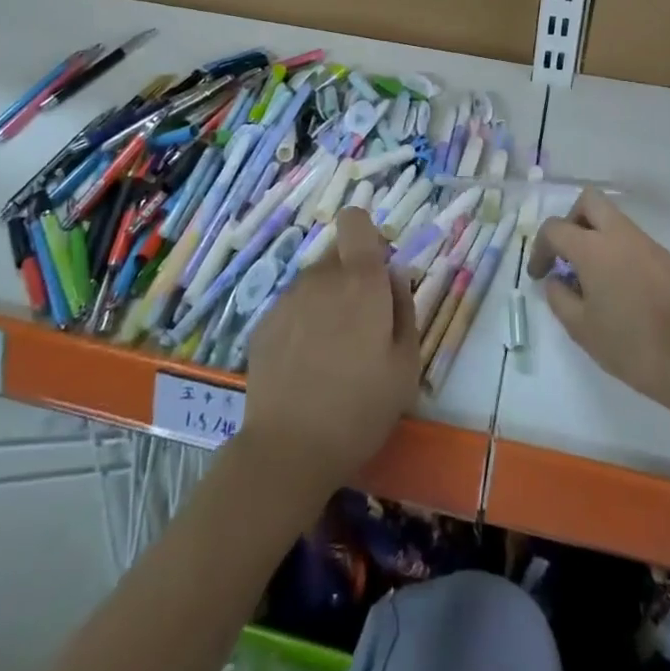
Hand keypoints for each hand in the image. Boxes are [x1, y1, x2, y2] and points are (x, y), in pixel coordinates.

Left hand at [242, 208, 419, 491]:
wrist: (288, 450)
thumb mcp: (406, 365)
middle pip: (337, 254)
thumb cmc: (361, 408)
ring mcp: (287, 299)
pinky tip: (303, 366)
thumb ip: (405, 308)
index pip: (355, 220)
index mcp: (361, 280)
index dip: (366, 237)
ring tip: (330, 353)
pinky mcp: (263, 323)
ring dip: (325, 301)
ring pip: (314, 282)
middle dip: (351, 277)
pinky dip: (300, 324)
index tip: (375, 271)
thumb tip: (394, 276)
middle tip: (359, 326)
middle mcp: (321, 277)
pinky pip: (291, 308)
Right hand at [529, 187, 669, 410]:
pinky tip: (623, 291)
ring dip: (597, 238)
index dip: (540, 248)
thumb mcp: (580, 328)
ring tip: (594, 280)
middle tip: (568, 255)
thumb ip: (558, 297)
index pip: (555, 228)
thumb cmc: (629, 344)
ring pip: (615, 221)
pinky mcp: (668, 259)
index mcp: (594, 248)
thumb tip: (555, 280)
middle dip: (572, 221)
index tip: (540, 275)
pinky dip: (620, 254)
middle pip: (589, 201)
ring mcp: (648, 244)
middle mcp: (621, 235)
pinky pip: (635, 243)